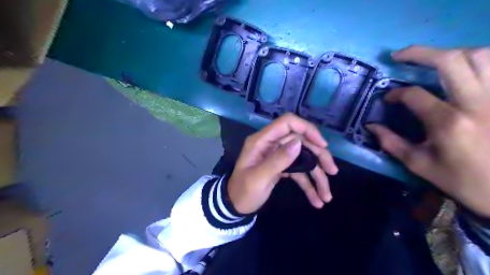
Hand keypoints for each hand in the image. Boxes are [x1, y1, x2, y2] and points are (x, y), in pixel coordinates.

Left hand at [228, 113, 339, 214]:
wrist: (235, 206)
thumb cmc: (243, 192)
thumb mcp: (258, 178)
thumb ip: (277, 160)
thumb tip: (298, 143)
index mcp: (262, 141)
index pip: (287, 123)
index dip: (307, 129)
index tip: (322, 145)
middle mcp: (272, 144)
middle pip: (301, 142)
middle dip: (319, 157)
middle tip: (333, 171)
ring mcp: (277, 156)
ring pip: (304, 158)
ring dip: (317, 175)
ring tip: (327, 195)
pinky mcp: (282, 167)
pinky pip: (299, 172)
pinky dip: (309, 185)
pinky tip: (317, 200)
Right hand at [367, 46, 489, 216]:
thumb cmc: (463, 181)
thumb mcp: (419, 165)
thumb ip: (391, 143)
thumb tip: (371, 126)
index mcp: (448, 122)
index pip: (414, 94)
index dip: (396, 93)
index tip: (387, 98)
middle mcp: (476, 103)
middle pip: (450, 61)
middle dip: (418, 53)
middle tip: (399, 56)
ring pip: (481, 56)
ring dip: (450, 53)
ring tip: (432, 60)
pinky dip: (480, 60)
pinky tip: (464, 67)